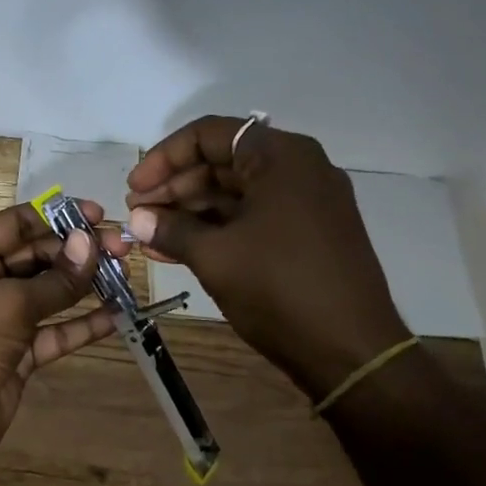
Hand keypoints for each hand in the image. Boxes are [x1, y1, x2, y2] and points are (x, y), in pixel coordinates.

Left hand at [0, 201, 119, 465]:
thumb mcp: (10, 302)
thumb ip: (56, 278)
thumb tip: (92, 244)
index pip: (17, 224)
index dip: (58, 217)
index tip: (100, 216)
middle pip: (37, 256)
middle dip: (78, 252)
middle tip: (123, 249)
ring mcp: (1, 319)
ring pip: (49, 294)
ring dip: (85, 285)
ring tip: (126, 276)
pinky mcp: (18, 353)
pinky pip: (54, 331)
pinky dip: (82, 325)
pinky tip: (116, 317)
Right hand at [125, 116, 409, 396]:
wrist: (351, 350)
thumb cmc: (279, 289)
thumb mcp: (215, 256)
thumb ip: (171, 229)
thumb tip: (137, 217)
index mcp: (281, 158)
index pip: (209, 135)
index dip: (163, 158)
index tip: (134, 189)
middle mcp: (298, 169)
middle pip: (222, 161)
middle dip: (174, 186)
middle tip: (138, 214)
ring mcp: (306, 203)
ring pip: (235, 192)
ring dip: (189, 211)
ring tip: (149, 235)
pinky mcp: (307, 234)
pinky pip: (252, 217)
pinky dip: (215, 229)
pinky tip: (176, 249)